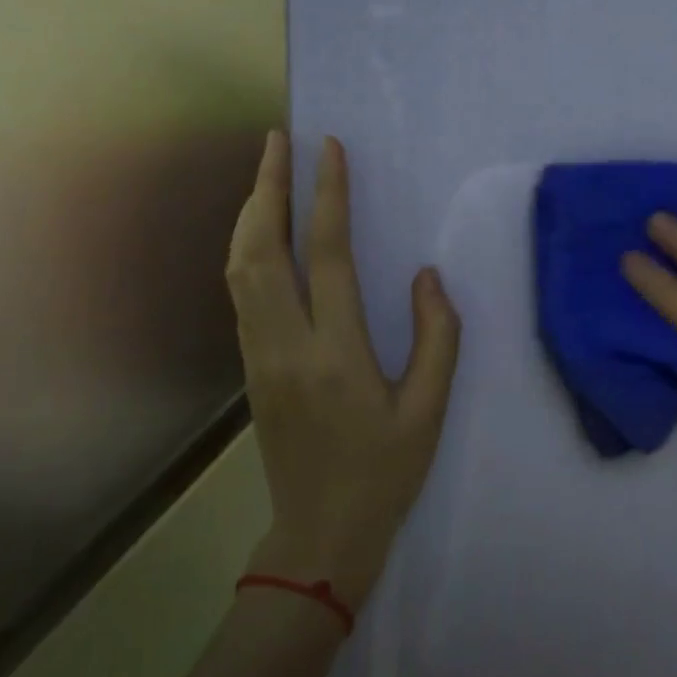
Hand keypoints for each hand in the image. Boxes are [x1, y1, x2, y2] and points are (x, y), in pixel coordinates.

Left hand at [227, 133, 460, 612]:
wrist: (319, 536)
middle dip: (267, 187)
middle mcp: (286, 345)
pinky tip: (261, 231)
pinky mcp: (250, 367)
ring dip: (250, 213)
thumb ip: (436, 338)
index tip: (329, 149)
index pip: (326, 256)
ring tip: (265, 171)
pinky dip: (246, 247)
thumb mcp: (429, 410)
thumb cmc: (384, 473)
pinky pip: (240, 292)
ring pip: (240, 268)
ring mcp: (259, 356)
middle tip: (277, 140)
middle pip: (262, 250)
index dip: (326, 196)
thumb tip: (426, 275)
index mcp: (336, 354)